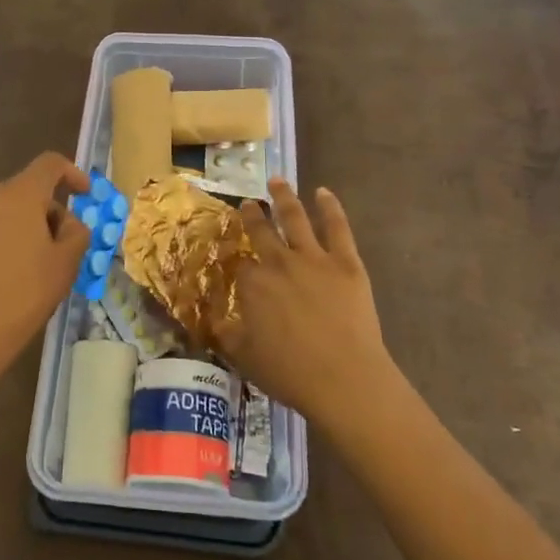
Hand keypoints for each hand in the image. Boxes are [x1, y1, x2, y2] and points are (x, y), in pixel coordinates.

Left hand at [0, 151, 90, 381]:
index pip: (49, 164)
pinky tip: (13, 270)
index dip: (73, 174)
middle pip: (29, 189)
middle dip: (51, 210)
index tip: (86, 196)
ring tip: (39, 262)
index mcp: (17, 193)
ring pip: (8, 208)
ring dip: (29, 224)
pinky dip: (7, 236)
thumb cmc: (24, 293)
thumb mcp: (66, 263)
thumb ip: (77, 232)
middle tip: (66, 245)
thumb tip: (69, 223)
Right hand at [216, 179, 393, 424]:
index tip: (233, 253)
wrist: (344, 379)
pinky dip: (330, 207)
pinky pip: (337, 227)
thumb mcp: (245, 358)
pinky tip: (323, 192)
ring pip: (294, 218)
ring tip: (278, 181)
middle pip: (261, 231)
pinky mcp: (345, 262)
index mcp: (253, 285)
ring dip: (284, 197)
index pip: (240, 264)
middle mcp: (279, 262)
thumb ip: (227, 334)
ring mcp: (313, 258)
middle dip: (253, 215)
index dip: (236, 259)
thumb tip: (213, 320)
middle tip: (249, 202)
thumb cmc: (290, 374)